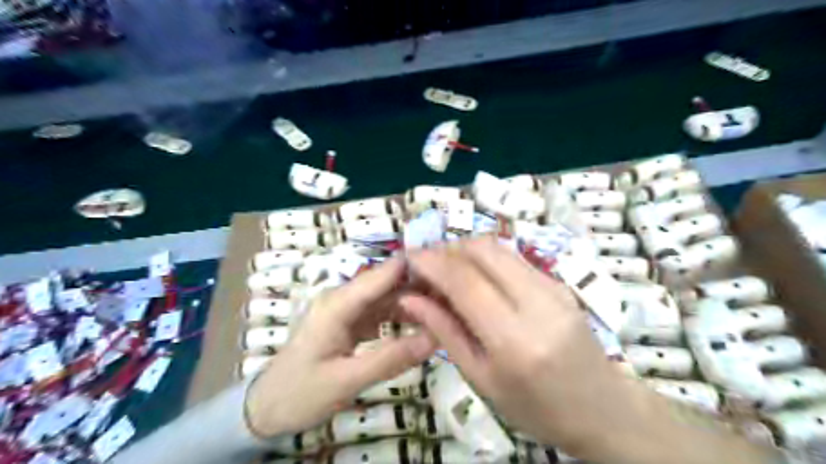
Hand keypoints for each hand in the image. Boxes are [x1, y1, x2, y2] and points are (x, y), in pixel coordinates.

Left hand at [245, 261, 438, 438]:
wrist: (267, 408)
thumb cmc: (300, 393)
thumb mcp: (345, 381)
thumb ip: (390, 359)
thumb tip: (435, 337)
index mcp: (339, 303)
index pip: (383, 274)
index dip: (416, 265)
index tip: (451, 266)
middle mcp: (344, 298)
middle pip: (389, 283)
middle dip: (422, 284)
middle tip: (459, 293)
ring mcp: (348, 310)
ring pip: (389, 297)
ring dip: (416, 300)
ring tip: (449, 306)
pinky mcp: (351, 323)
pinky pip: (383, 312)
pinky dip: (404, 316)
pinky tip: (425, 323)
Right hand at [400, 239, 651, 456]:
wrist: (603, 409)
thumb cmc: (536, 407)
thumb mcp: (481, 379)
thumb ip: (445, 332)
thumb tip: (410, 299)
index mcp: (514, 339)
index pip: (465, 281)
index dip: (431, 262)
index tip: (408, 257)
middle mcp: (537, 303)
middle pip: (483, 251)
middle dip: (447, 248)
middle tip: (425, 263)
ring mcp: (553, 287)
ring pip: (498, 248)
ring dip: (465, 249)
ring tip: (444, 268)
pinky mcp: (558, 282)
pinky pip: (512, 258)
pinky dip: (485, 258)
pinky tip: (473, 275)